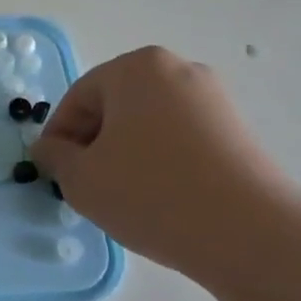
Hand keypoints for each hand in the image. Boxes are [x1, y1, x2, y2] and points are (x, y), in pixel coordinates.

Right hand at [31, 47, 300, 282]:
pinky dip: (161, 160)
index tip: (53, 173)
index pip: (79, 98)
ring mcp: (214, 98)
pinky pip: (181, 137)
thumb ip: (55, 157)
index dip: (58, 137)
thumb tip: (50, 148)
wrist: (250, 233)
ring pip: (149, 122)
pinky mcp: (238, 129)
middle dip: (94, 142)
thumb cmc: (151, 193)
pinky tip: (161, 197)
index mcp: (135, 68)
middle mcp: (177, 70)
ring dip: (127, 152)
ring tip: (124, 194)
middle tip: (86, 184)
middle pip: (116, 104)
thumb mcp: (82, 179)